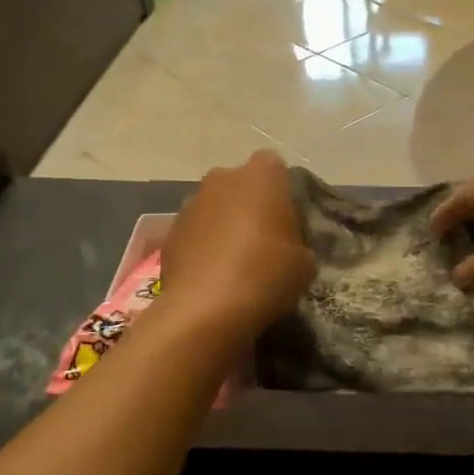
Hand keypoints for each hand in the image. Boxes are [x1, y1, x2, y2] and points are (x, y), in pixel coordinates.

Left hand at [160, 151, 314, 340]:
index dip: (281, 191)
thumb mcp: (304, 263)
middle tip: (262, 240)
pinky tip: (211, 274)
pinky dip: (202, 245)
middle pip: (240, 184)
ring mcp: (191, 202)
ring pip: (214, 206)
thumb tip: (287, 247)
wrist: (205, 309)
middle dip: (249, 204)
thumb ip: (297, 242)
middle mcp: (222, 178)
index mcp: (261, 175)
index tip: (286, 220)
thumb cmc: (265, 274)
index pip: (275, 166)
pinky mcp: (169, 230)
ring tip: (233, 262)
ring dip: (223, 224)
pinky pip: (194, 231)